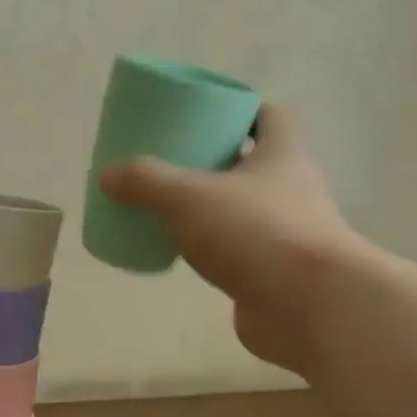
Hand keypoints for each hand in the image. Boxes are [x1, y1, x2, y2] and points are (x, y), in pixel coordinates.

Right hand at [99, 104, 363, 369]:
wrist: (309, 307)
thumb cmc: (256, 232)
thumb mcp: (189, 197)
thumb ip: (146, 182)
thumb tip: (108, 175)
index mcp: (282, 154)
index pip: (269, 115)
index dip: (238, 110)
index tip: (202, 116)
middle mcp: (292, 188)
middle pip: (252, 163)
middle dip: (214, 161)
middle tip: (170, 163)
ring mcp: (287, 233)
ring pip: (244, 209)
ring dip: (213, 207)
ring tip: (168, 209)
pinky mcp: (276, 272)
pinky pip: (238, 250)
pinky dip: (213, 248)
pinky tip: (182, 253)